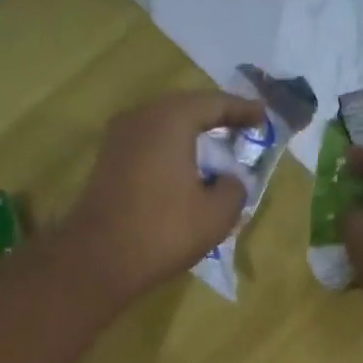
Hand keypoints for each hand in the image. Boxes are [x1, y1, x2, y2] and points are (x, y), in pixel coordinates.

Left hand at [60, 90, 265, 304]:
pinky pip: (148, 145)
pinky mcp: (107, 161)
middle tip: (241, 128)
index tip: (264, 117)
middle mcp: (141, 117)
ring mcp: (118, 138)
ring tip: (215, 149)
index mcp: (170, 119)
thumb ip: (234, 189)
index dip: (242, 110)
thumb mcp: (216, 215)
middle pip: (186, 109)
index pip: (214, 104)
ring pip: (164, 126)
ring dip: (191, 136)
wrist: (99, 258)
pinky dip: (171, 151)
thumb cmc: (163, 231)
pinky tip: (185, 170)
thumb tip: (230, 180)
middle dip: (215, 119)